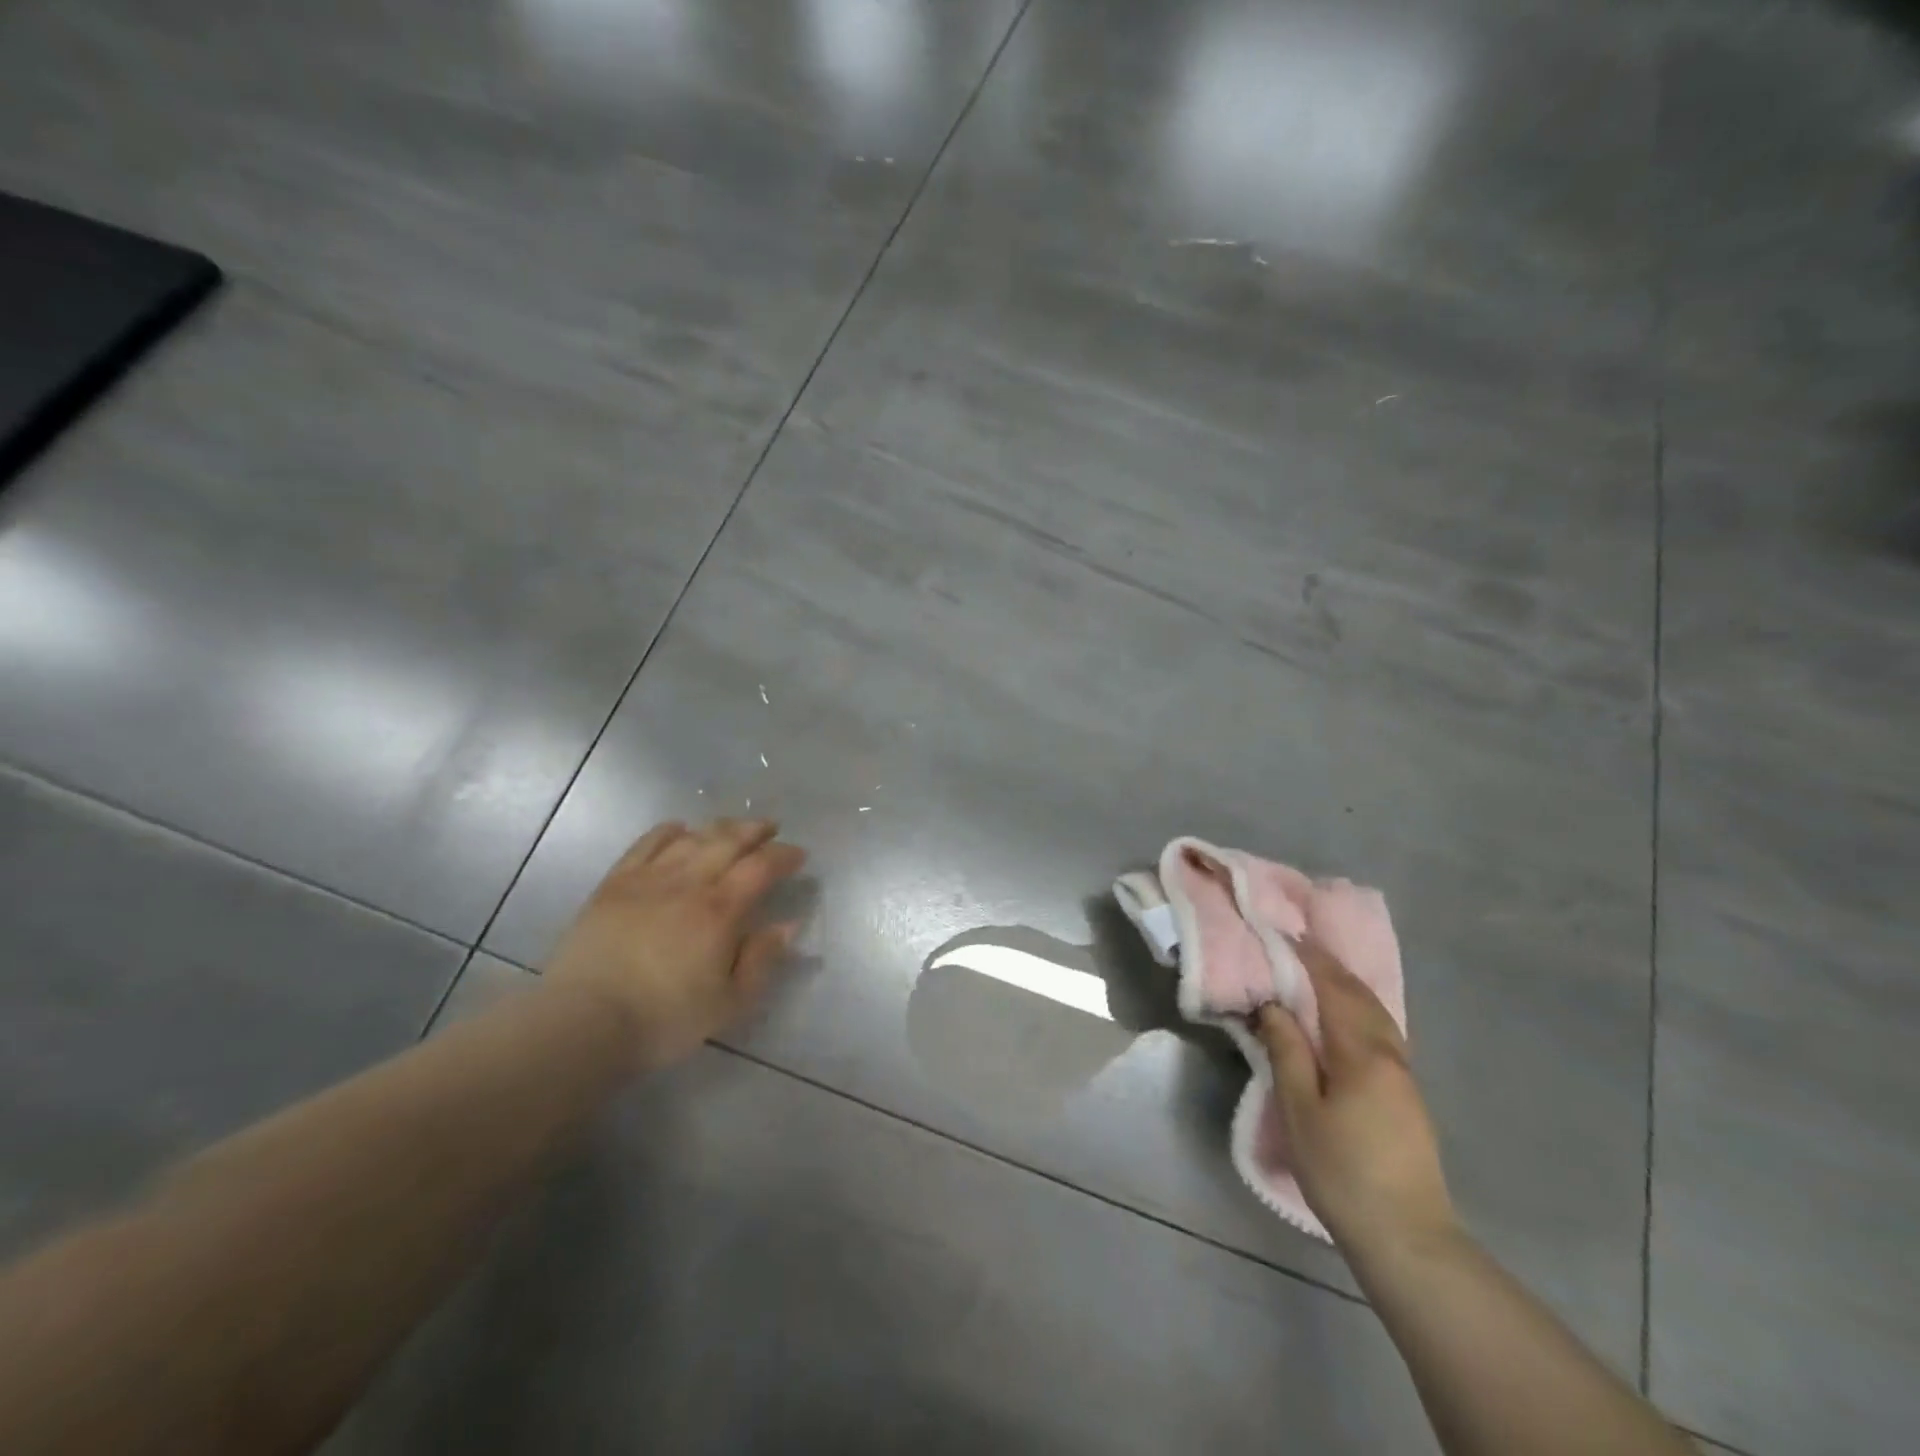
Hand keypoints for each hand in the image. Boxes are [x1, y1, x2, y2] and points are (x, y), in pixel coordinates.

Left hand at [543, 819, 806, 1070]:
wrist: (584, 1022)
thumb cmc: (664, 1018)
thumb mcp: (729, 1002)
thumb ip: (762, 959)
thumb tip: (788, 924)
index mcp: (721, 910)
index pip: (761, 867)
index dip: (784, 856)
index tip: (799, 855)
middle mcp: (689, 883)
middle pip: (728, 841)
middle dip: (755, 830)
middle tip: (770, 828)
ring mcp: (649, 879)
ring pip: (691, 838)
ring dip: (718, 828)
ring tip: (732, 828)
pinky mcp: (615, 884)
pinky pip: (646, 844)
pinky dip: (668, 831)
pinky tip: (679, 829)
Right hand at [1255, 938, 1457, 1263]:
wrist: (1407, 1238)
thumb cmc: (1342, 1171)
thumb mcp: (1300, 1110)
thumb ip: (1287, 1050)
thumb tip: (1273, 1004)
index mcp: (1363, 1053)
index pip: (1334, 989)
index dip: (1308, 959)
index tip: (1282, 934)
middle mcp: (1391, 1055)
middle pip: (1361, 996)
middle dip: (1329, 966)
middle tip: (1296, 945)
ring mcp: (1404, 1077)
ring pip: (1376, 1015)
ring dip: (1346, 987)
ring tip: (1315, 973)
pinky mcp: (1407, 1097)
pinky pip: (1380, 1033)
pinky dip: (1357, 1011)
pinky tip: (1342, 1019)